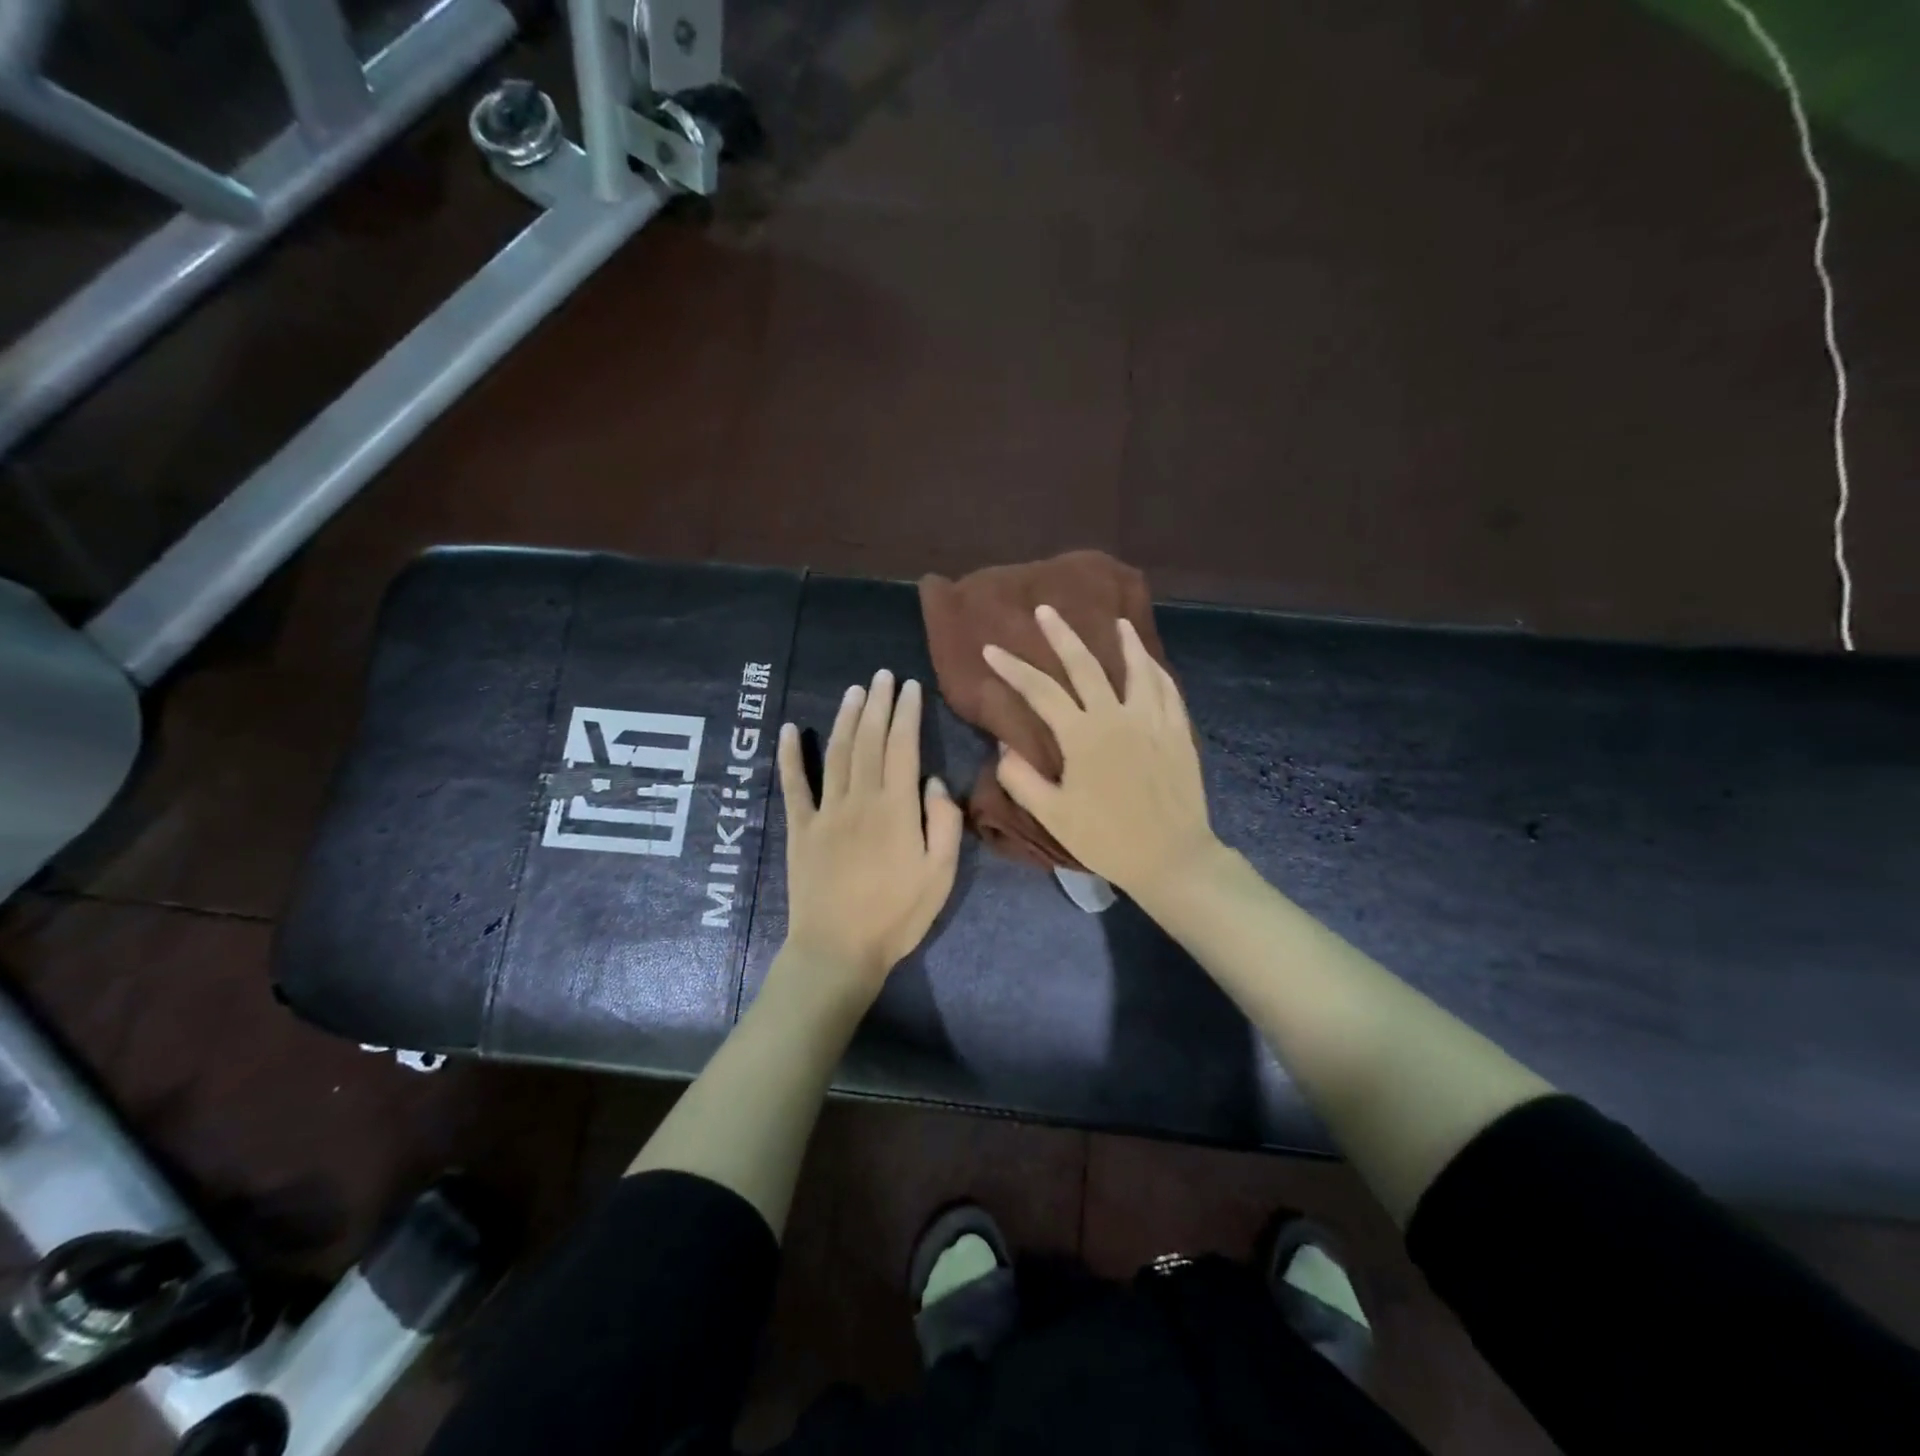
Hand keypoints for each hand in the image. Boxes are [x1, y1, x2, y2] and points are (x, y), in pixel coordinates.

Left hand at [777, 670, 963, 993]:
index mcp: (897, 809)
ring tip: (855, 691)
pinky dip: (790, 756)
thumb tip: (933, 781)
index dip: (907, 714)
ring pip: (837, 753)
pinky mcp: (800, 828)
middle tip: (883, 676)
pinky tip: (789, 730)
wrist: (839, 950)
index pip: (903, 747)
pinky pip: (794, 785)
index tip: (911, 687)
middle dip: (878, 704)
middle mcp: (860, 799)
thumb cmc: (897, 916)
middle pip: (870, 741)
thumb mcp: (940, 875)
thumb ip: (944, 823)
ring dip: (846, 719)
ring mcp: (825, 811)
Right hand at [984, 606, 1219, 902]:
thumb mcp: (1053, 816)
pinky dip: (1155, 670)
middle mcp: (1117, 717)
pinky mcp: (1177, 732)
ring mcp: (1152, 721)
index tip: (991, 649)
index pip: (1040, 691)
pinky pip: (1167, 690)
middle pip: (1086, 666)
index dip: (1013, 669)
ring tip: (1116, 621)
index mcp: (1083, 736)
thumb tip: (1005, 746)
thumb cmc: (1107, 839)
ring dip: (1124, 642)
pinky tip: (1150, 663)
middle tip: (1046, 610)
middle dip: (1062, 635)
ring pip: (1137, 669)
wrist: (1171, 857)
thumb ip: (1021, 779)